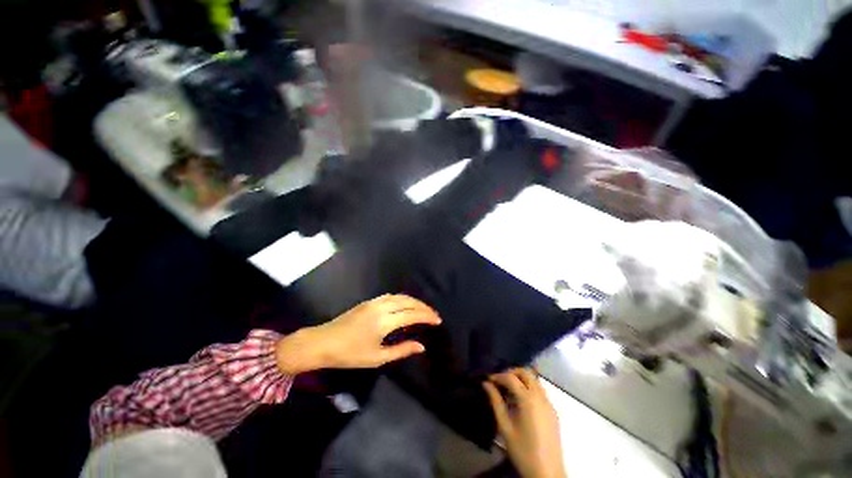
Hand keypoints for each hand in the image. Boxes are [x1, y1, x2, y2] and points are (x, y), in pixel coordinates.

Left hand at [275, 294, 440, 373]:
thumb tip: (421, 346)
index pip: (413, 314)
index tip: (438, 320)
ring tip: (423, 309)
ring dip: (414, 301)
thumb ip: (401, 350)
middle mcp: (382, 307)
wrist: (322, 342)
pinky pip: (391, 296)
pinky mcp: (368, 301)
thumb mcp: (377, 357)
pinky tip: (404, 304)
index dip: (427, 316)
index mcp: (385, 321)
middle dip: (424, 307)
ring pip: (400, 296)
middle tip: (434, 314)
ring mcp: (374, 302)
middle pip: (409, 302)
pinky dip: (402, 298)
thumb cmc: (350, 354)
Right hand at [483, 369, 565, 477]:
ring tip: (508, 388)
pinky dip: (529, 387)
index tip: (488, 379)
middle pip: (526, 372)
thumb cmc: (523, 451)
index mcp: (528, 400)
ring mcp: (549, 403)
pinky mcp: (553, 411)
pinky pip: (540, 391)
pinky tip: (520, 400)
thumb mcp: (505, 427)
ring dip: (521, 379)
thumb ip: (496, 402)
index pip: (511, 377)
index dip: (498, 375)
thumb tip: (486, 384)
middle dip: (511, 372)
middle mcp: (541, 397)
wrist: (547, 473)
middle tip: (499, 380)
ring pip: (535, 380)